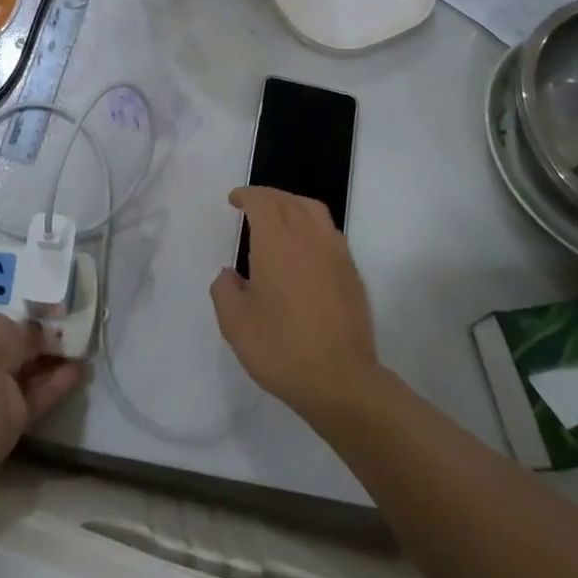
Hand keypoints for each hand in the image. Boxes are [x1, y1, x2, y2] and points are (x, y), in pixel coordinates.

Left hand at [0, 314, 84, 456]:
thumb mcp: (0, 328)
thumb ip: (23, 333)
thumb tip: (41, 336)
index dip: (16, 325)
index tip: (45, 318)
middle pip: (9, 354)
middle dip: (36, 344)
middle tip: (69, 331)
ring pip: (24, 376)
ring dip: (51, 362)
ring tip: (81, 347)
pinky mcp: (9, 424)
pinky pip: (36, 397)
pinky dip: (57, 384)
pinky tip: (80, 369)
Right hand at [210, 186, 380, 422]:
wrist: (341, 381)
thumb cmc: (282, 349)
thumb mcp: (235, 324)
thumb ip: (225, 290)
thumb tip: (230, 275)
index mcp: (276, 242)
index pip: (262, 202)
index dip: (247, 195)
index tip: (234, 200)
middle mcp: (308, 238)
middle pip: (288, 200)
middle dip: (267, 196)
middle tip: (252, 204)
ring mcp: (335, 253)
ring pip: (313, 210)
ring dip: (292, 204)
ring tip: (279, 216)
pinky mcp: (352, 273)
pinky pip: (330, 232)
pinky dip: (312, 225)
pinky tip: (304, 247)